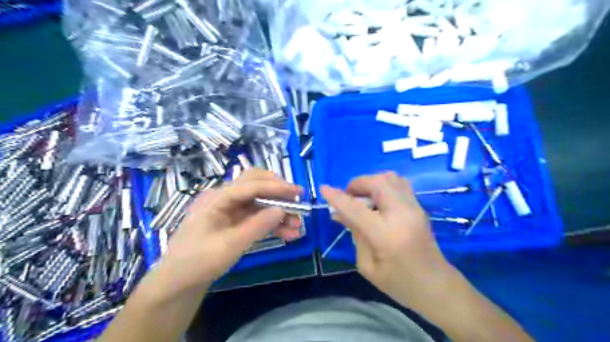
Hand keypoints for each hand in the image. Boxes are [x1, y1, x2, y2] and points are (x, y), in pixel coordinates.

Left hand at [155, 170, 300, 292]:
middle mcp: (225, 198)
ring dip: (278, 211)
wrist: (177, 283)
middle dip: (278, 193)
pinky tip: (287, 233)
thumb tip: (281, 210)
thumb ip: (257, 226)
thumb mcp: (229, 245)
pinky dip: (271, 223)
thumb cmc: (198, 262)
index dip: (276, 187)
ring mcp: (230, 210)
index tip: (298, 192)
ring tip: (297, 225)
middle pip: (256, 185)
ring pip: (259, 202)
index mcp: (218, 198)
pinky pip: (257, 217)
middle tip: (297, 202)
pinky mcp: (234, 222)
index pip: (251, 185)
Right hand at [322, 173, 454, 303]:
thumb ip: (354, 234)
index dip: (337, 197)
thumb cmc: (399, 283)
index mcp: (386, 235)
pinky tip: (378, 200)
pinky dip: (383, 185)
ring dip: (371, 182)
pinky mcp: (419, 206)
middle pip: (377, 182)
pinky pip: (399, 183)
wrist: (436, 286)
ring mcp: (414, 207)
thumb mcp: (367, 265)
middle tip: (349, 197)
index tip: (323, 188)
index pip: (356, 209)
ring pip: (390, 178)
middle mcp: (402, 214)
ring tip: (363, 198)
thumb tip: (338, 213)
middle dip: (357, 184)